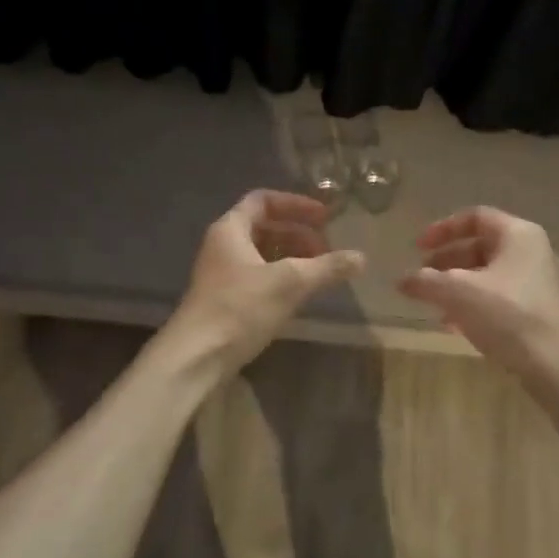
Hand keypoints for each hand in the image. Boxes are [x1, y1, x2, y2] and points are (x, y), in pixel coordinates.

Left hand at [166, 190, 364, 373]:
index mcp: (231, 229)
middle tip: (328, 248)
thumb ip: (327, 267)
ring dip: (293, 257)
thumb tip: (362, 258)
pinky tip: (301, 294)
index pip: (264, 200)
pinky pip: (259, 276)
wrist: (196, 357)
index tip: (325, 217)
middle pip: (265, 227)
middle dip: (299, 233)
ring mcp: (223, 274)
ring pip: (263, 254)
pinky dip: (282, 277)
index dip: (296, 204)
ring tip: (320, 271)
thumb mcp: (290, 283)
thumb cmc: (240, 308)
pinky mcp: (226, 299)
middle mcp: (224, 245)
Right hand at [398, 207, 558, 394]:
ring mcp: (542, 283)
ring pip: (490, 275)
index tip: (418, 248)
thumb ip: (426, 282)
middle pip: (482, 246)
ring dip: (459, 286)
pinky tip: (457, 326)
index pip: (475, 217)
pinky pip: (502, 297)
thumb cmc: (509, 317)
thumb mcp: (459, 293)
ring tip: (435, 306)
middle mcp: (534, 252)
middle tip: (423, 279)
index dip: (442, 229)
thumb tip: (402, 280)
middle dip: (447, 261)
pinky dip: (476, 304)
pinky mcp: (543, 312)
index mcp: (519, 234)